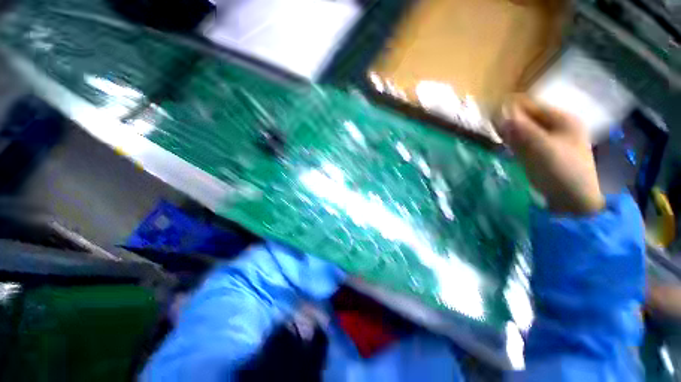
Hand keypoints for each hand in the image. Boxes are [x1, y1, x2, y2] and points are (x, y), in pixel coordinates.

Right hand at [497, 95, 604, 214]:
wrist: (574, 201)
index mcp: (561, 119)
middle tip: (489, 127)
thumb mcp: (540, 148)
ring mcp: (549, 140)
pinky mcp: (542, 153)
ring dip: (508, 130)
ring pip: (523, 129)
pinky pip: (523, 141)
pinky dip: (512, 140)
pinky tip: (504, 144)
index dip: (509, 108)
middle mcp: (555, 126)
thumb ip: (520, 129)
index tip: (488, 114)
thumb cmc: (561, 171)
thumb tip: (498, 111)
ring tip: (494, 135)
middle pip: (526, 116)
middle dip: (507, 120)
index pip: (529, 105)